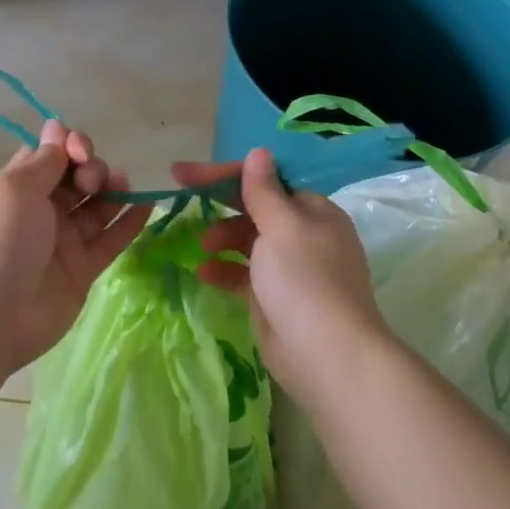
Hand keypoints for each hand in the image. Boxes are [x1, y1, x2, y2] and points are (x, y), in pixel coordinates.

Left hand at [0, 120, 151, 372]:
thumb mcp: (15, 188)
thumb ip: (44, 160)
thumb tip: (56, 127)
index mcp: (16, 188)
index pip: (49, 155)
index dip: (68, 146)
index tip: (79, 149)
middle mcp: (40, 211)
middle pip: (76, 178)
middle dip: (90, 168)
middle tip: (91, 180)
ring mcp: (62, 242)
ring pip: (96, 207)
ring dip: (112, 190)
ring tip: (122, 186)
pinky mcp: (82, 269)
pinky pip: (110, 240)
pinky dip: (129, 222)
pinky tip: (146, 204)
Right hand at [173, 149, 388, 406]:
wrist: (327, 356)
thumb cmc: (304, 280)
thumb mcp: (282, 227)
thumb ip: (263, 191)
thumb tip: (258, 152)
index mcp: (312, 211)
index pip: (265, 181)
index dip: (224, 174)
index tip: (183, 173)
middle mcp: (303, 235)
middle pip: (255, 208)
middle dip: (221, 204)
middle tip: (182, 200)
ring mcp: (289, 269)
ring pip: (248, 241)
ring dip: (222, 237)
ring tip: (202, 245)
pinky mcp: (274, 298)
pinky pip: (244, 274)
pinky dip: (224, 270)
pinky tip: (204, 273)